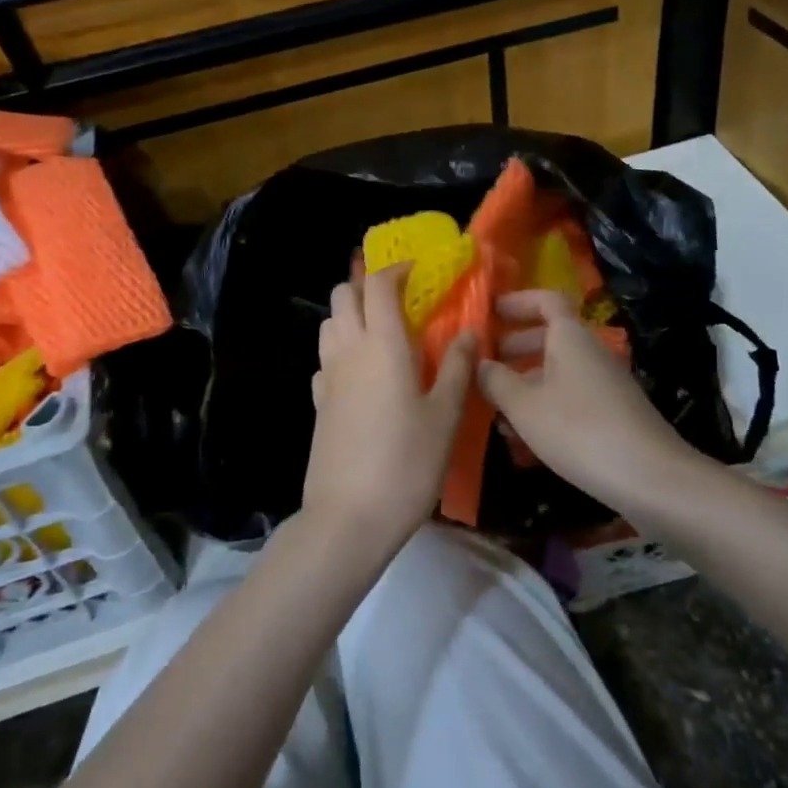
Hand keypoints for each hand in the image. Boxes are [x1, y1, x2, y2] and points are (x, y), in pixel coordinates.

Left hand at [306, 264, 475, 557]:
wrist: (349, 517)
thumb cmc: (406, 463)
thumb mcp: (445, 417)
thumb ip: (456, 368)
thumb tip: (468, 332)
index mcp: (382, 344)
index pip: (378, 285)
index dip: (395, 269)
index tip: (416, 271)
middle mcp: (348, 350)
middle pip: (344, 294)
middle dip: (368, 286)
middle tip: (400, 300)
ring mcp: (328, 376)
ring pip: (330, 322)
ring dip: (352, 314)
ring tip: (383, 333)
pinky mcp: (318, 402)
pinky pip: (326, 358)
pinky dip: (342, 349)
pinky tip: (363, 373)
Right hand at [477, 289, 695, 513]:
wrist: (651, 479)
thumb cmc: (579, 430)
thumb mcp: (525, 406)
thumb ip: (496, 381)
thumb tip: (479, 363)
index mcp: (570, 337)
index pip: (545, 300)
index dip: (517, 301)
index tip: (489, 313)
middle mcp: (589, 352)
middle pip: (550, 336)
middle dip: (514, 346)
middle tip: (484, 362)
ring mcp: (603, 384)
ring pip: (557, 370)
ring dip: (526, 381)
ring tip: (494, 406)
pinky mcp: (611, 414)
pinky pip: (569, 396)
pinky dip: (544, 404)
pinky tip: (524, 436)